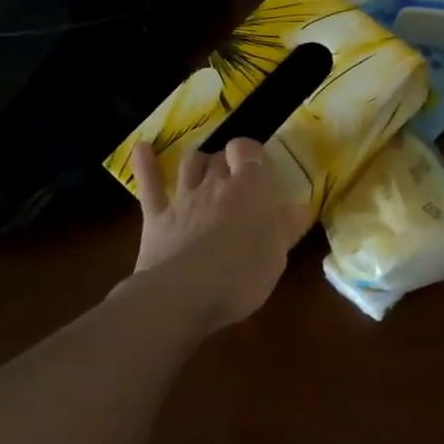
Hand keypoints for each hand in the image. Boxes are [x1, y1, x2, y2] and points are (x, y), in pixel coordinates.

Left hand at [129, 139, 312, 333]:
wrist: (184, 295)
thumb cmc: (242, 275)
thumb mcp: (277, 256)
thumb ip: (287, 228)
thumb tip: (302, 208)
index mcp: (249, 189)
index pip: (248, 151)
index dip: (251, 153)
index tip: (258, 164)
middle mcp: (215, 185)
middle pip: (220, 157)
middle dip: (227, 161)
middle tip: (235, 175)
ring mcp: (183, 199)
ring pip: (190, 164)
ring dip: (198, 161)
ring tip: (203, 166)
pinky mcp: (155, 218)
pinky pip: (150, 185)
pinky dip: (145, 164)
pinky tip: (141, 148)